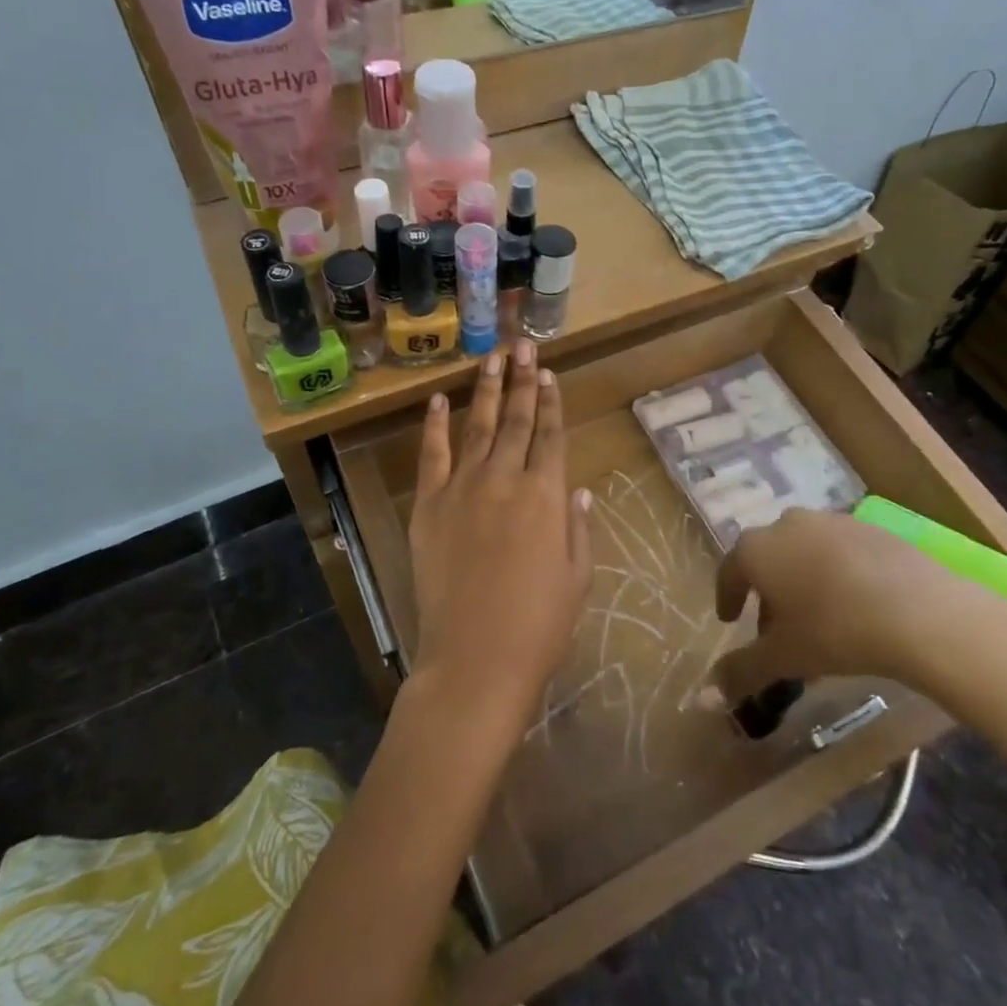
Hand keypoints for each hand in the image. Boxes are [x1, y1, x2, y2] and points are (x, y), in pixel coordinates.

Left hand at [407, 340, 593, 737]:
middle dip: (523, 381)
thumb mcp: (577, 577)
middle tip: (525, 347)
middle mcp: (506, 479)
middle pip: (517, 420)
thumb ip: (577, 527)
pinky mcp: (428, 505)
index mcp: (546, 495)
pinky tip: (439, 400)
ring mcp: (463, 488)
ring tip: (493, 357)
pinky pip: (432, 455)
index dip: (552, 403)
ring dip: (487, 389)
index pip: (551, 435)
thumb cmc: (539, 625)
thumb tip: (576, 489)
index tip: (550, 375)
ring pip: (478, 426)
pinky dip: (435, 425)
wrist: (475, 658)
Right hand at [703, 509, 1006, 707]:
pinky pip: (837, 551)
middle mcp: (787, 524)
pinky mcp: (868, 527)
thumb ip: (740, 672)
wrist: (919, 611)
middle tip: (774, 630)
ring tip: (815, 619)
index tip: (730, 620)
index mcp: (757, 549)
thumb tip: (704, 696)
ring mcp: (830, 521)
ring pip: (802, 552)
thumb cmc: (834, 631)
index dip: (727, 597)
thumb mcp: (783, 658)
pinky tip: (852, 604)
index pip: (729, 570)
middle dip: (766, 593)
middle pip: (766, 558)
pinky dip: (833, 573)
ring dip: (799, 581)